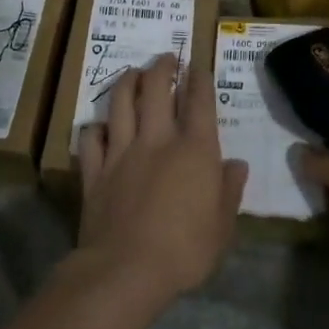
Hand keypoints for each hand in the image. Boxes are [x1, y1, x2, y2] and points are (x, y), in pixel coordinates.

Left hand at [77, 55, 248, 308]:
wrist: (126, 270)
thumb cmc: (185, 251)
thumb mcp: (223, 227)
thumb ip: (229, 191)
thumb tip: (237, 165)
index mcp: (194, 149)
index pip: (199, 101)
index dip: (199, 79)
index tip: (198, 66)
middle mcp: (157, 139)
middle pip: (156, 89)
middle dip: (162, 67)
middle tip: (166, 58)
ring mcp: (122, 152)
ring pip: (120, 103)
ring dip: (127, 82)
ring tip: (132, 73)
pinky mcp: (96, 171)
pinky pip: (91, 139)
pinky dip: (95, 128)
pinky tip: (99, 126)